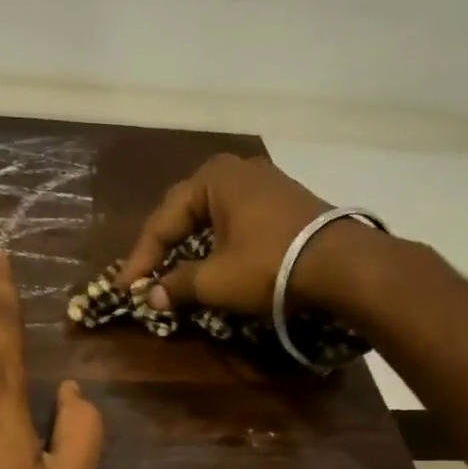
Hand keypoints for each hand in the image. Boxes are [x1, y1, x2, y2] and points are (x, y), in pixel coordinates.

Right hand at [117, 153, 366, 317]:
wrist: (343, 265)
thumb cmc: (269, 265)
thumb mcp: (216, 280)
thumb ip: (178, 286)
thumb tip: (151, 297)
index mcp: (212, 178)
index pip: (162, 221)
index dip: (140, 259)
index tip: (125, 289)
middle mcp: (237, 171)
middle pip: (185, 212)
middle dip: (163, 246)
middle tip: (146, 276)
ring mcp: (265, 183)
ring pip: (212, 216)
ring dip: (191, 245)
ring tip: (174, 270)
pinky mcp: (285, 202)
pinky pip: (237, 220)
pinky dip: (218, 242)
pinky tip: (214, 260)